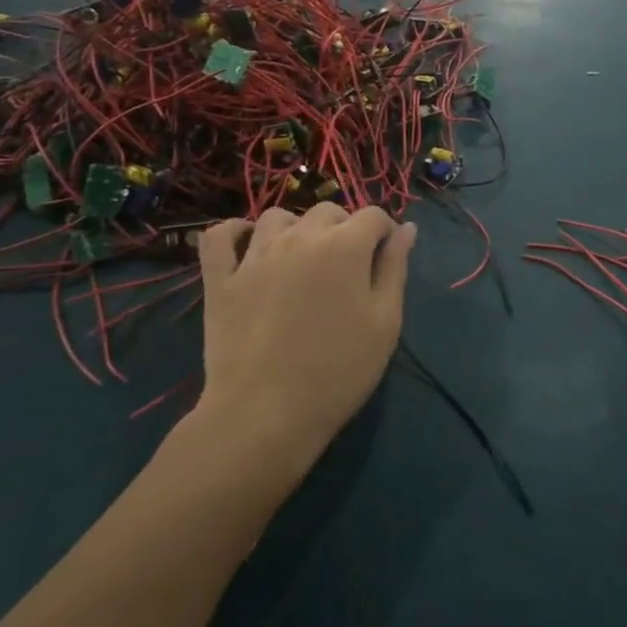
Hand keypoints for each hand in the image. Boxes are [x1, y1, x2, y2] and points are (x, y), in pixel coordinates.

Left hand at [192, 204, 416, 475]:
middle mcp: (300, 237)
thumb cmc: (338, 370)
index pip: (373, 215)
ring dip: (296, 228)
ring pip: (278, 217)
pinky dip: (234, 232)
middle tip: (347, 269)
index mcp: (345, 245)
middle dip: (344, 229)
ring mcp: (255, 256)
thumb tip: (406, 228)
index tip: (386, 258)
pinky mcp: (220, 279)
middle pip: (328, 212)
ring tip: (302, 260)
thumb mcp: (385, 322)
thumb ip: (395, 268)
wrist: (265, 415)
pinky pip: (220, 236)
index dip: (385, 232)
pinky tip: (248, 246)